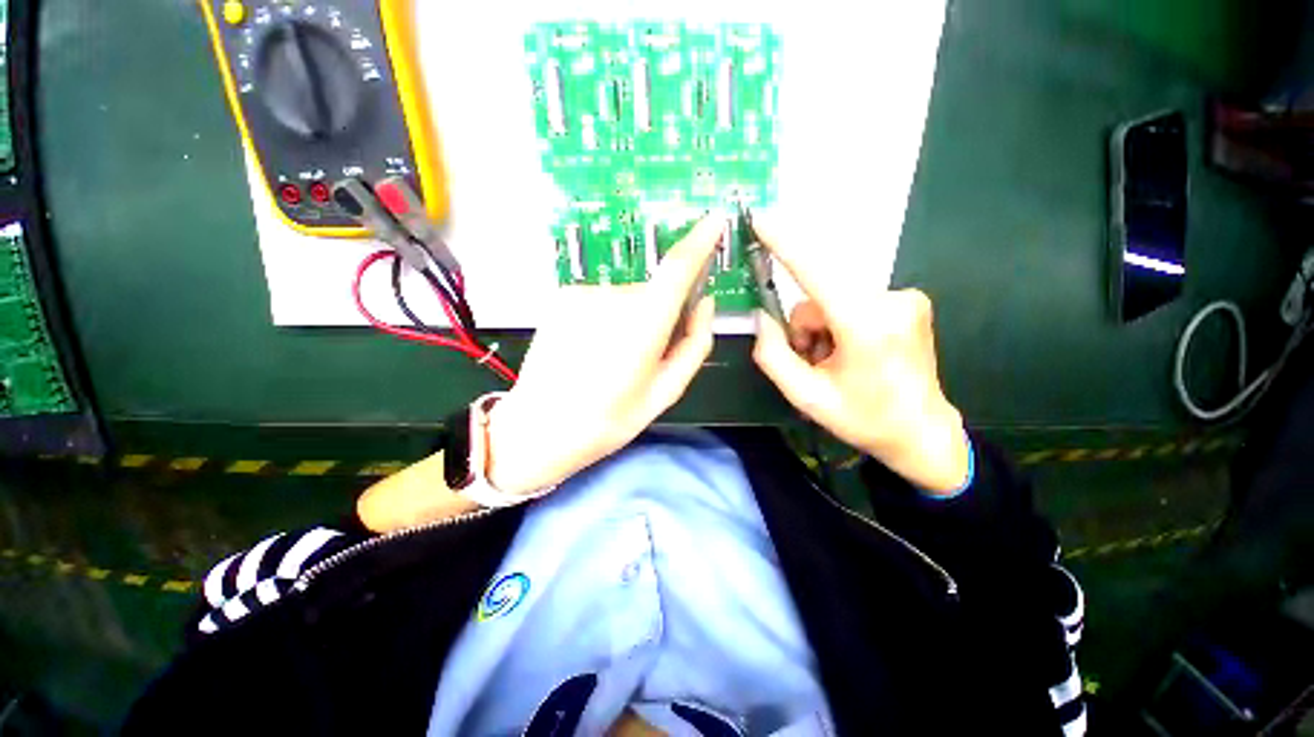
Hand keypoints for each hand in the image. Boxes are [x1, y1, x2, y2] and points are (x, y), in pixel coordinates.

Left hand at [485, 216, 720, 495]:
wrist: (540, 427)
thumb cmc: (609, 419)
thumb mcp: (665, 392)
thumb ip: (695, 344)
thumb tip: (705, 305)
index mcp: (644, 324)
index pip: (678, 268)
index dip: (700, 240)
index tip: (714, 220)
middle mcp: (614, 297)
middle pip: (653, 293)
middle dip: (659, 316)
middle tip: (644, 356)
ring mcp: (584, 293)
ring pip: (626, 297)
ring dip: (630, 320)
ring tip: (610, 358)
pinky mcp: (563, 296)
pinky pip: (601, 299)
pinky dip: (606, 318)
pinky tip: (589, 348)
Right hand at [749, 216, 970, 494]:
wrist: (922, 433)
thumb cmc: (863, 419)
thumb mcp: (805, 396)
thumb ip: (772, 354)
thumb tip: (761, 317)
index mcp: (867, 327)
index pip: (816, 273)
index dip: (785, 244)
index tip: (761, 218)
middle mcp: (891, 301)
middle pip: (819, 294)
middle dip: (805, 326)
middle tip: (812, 359)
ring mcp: (906, 298)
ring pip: (834, 298)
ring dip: (822, 327)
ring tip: (834, 361)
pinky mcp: (909, 300)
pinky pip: (854, 300)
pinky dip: (841, 322)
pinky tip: (852, 351)